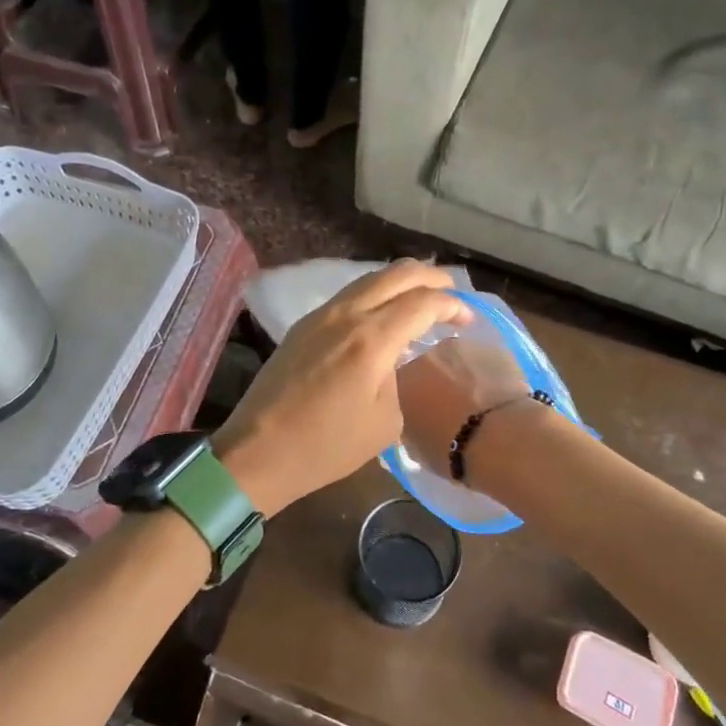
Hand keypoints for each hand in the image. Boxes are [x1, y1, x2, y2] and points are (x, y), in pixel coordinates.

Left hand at [214, 261, 470, 516]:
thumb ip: (398, 378)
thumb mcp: (384, 422)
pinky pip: (349, 294)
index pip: (423, 302)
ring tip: (422, 296)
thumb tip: (393, 359)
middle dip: (431, 277)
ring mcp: (321, 315)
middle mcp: (347, 314)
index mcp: (372, 339)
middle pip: (397, 273)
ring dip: (401, 281)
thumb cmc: (326, 447)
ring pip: (369, 278)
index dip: (452, 304)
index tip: (468, 319)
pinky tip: (384, 311)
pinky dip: (375, 293)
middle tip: (452, 292)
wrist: (258, 451)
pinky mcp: (303, 324)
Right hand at [395, 335, 529, 478]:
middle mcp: (427, 354)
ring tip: (478, 400)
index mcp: (401, 377)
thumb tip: (417, 418)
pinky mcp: (494, 347)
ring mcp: (462, 346)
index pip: (400, 381)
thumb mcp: (415, 446)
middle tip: (451, 404)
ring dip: (464, 373)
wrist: (499, 438)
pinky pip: (485, 360)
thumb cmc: (449, 449)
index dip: (413, 395)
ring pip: (459, 358)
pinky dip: (488, 373)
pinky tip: (499, 395)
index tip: (423, 410)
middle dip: (438, 379)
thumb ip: (410, 423)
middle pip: (430, 363)